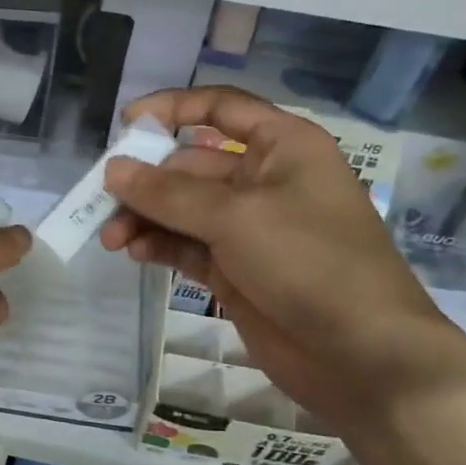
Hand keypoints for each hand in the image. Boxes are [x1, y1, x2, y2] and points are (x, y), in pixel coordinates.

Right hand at [99, 87, 465, 434]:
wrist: (362, 356)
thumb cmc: (310, 263)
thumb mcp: (236, 217)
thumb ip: (169, 193)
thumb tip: (113, 170)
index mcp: (282, 147)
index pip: (220, 108)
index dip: (172, 109)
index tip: (125, 126)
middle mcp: (265, 179)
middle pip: (190, 164)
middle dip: (146, 182)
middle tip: (102, 203)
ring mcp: (250, 228)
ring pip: (183, 209)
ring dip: (146, 218)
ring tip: (112, 238)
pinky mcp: (236, 269)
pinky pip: (187, 246)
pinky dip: (160, 245)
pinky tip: (135, 252)